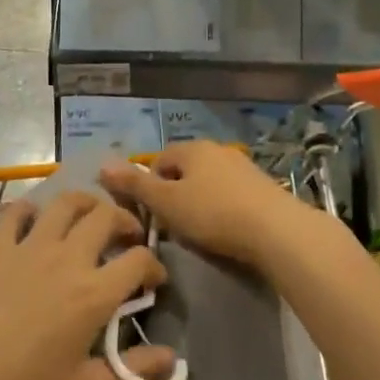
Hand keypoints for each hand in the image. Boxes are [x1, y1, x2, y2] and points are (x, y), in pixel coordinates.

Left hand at [0, 192, 174, 379]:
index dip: (154, 265)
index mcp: (93, 293)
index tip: (153, 279)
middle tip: (127, 236)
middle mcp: (67, 258)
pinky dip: (30, 210)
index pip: (139, 260)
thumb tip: (172, 360)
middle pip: (106, 216)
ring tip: (89, 215)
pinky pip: (17, 212)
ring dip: (85, 202)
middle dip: (125, 220)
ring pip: (65, 202)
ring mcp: (29, 246)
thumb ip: (130, 372)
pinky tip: (33, 221)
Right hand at [100, 142, 323, 273]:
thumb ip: (135, 185)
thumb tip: (102, 165)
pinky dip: (222, 208)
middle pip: (185, 170)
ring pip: (208, 182)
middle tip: (173, 225)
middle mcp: (218, 150)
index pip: (159, 159)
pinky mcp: (263, 187)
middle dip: (174, 194)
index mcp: (193, 148)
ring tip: (199, 231)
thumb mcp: (167, 202)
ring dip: (199, 202)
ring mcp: (243, 167)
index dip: (149, 185)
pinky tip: (226, 231)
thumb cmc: (214, 214)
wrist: (276, 230)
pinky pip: (231, 194)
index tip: (151, 214)